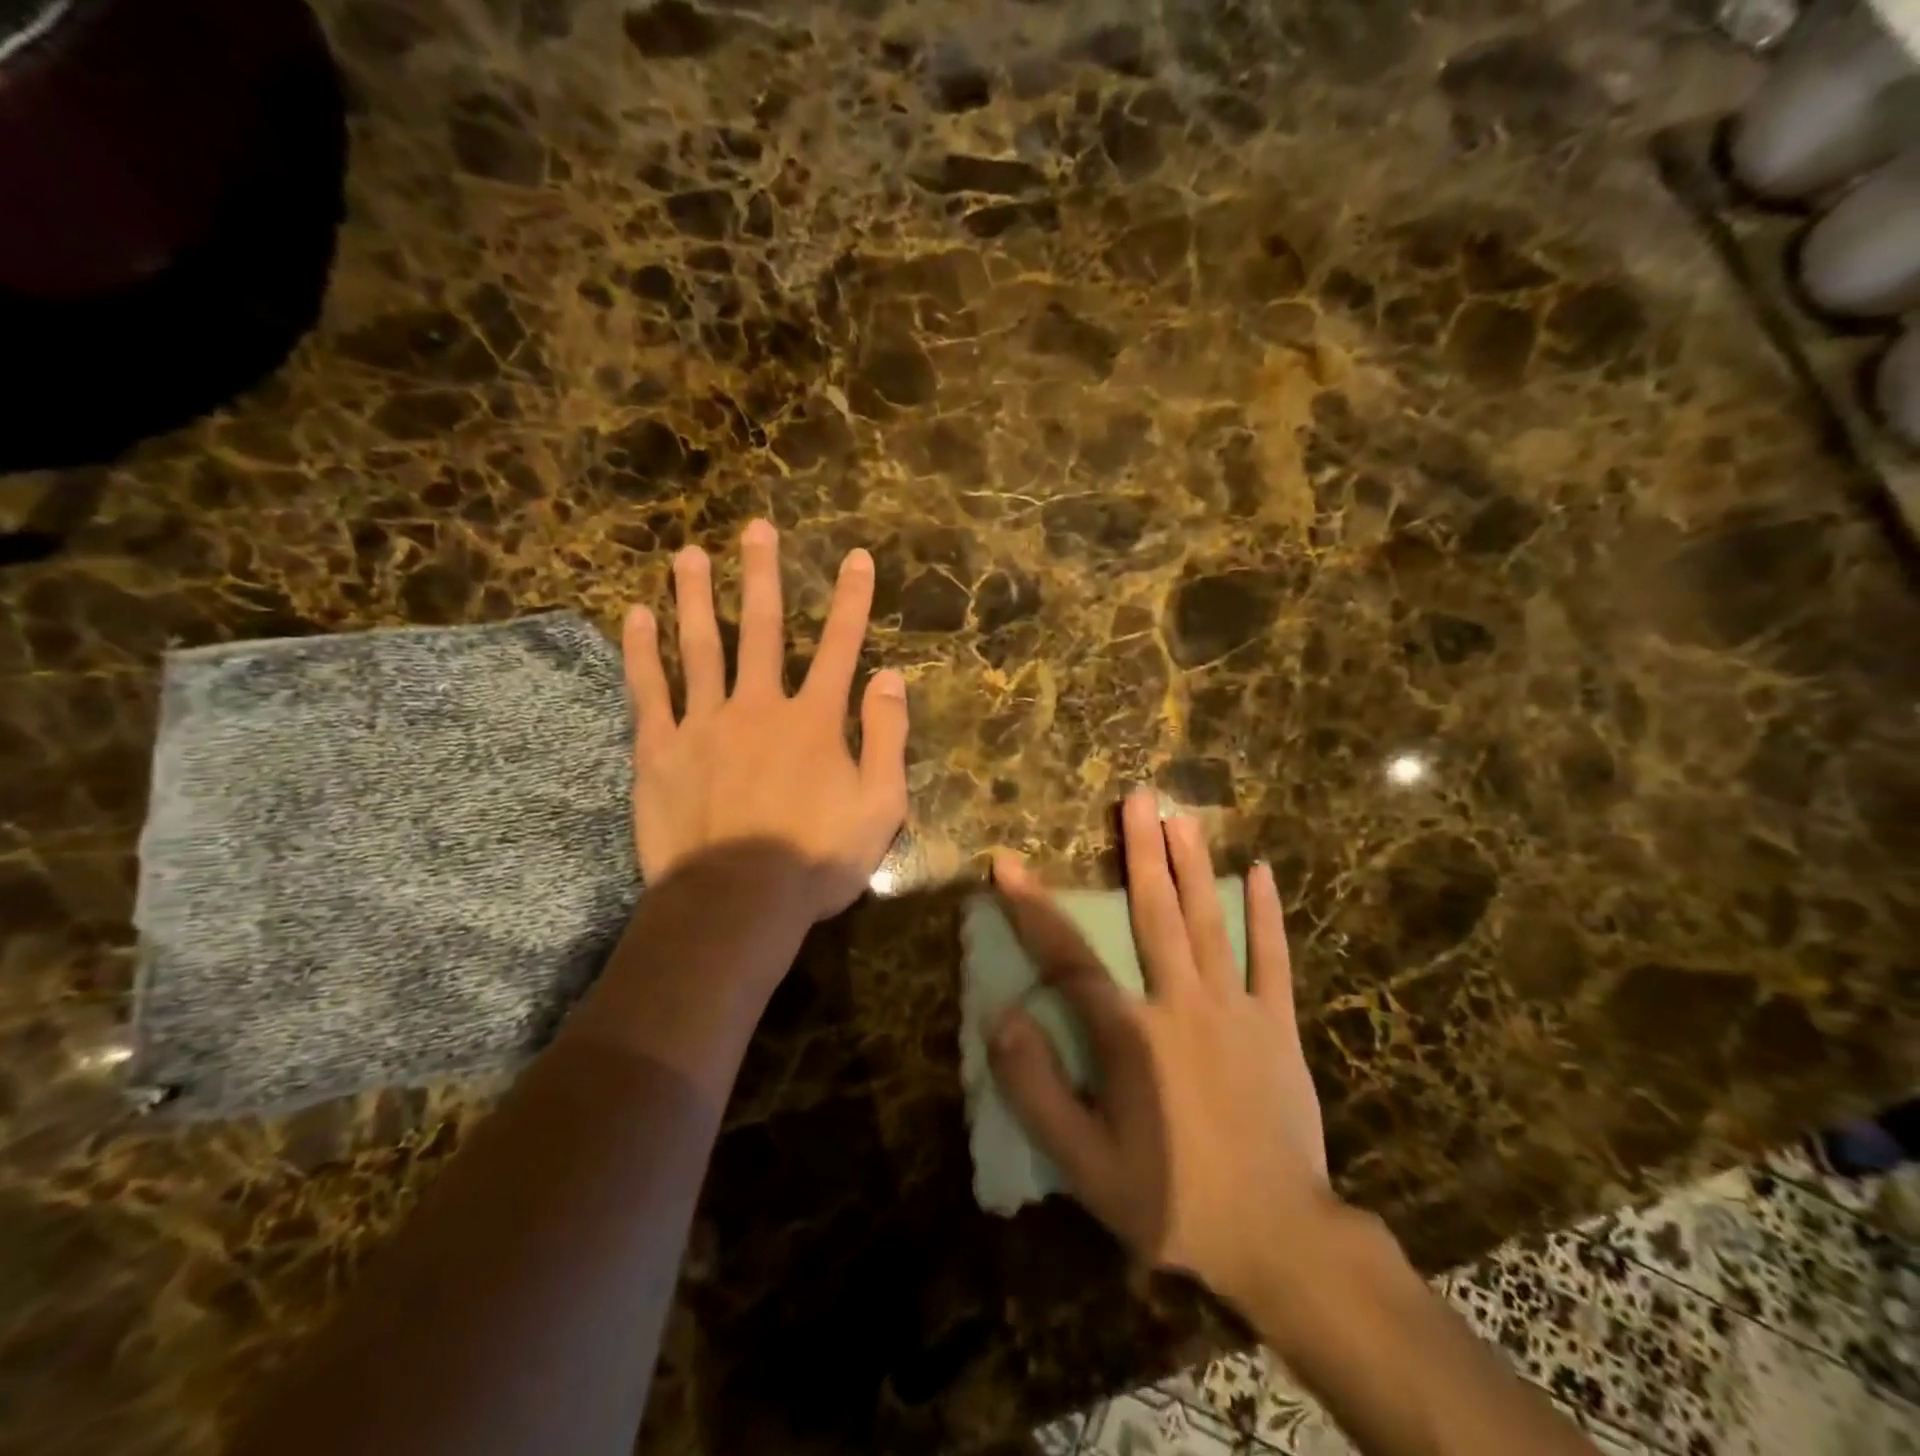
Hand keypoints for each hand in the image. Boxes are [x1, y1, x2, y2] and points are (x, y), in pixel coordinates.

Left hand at [621, 519, 908, 924]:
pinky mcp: (660, 750)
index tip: (856, 557)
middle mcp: (759, 706)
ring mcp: (704, 723)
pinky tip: (635, 616)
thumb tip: (890, 677)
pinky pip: (649, 690)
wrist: (737, 902)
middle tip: (756, 528)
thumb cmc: (816, 860)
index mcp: (814, 720)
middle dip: (762, 575)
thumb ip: (887, 738)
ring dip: (695, 596)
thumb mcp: (880, 806)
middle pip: (761, 628)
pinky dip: (642, 652)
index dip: (852, 600)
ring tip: (689, 554)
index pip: (840, 646)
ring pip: (699, 646)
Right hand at [987, 789, 1336, 1311]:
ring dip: (1192, 864)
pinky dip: (1266, 914)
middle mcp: (1182, 1003)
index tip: (1006, 863)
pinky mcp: (1277, 1024)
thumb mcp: (1085, 1165)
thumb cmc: (1172, 1201)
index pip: (1068, 957)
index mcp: (1131, 1034)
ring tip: (1181, 816)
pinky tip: (1260, 871)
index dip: (1032, 908)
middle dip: (1140, 851)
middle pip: (1154, 913)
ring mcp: (1236, 1008)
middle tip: (1136, 797)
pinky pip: (1272, 959)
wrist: (1280, 1240)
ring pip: (1209, 922)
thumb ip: (1037, 1091)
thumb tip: (1002, 1019)